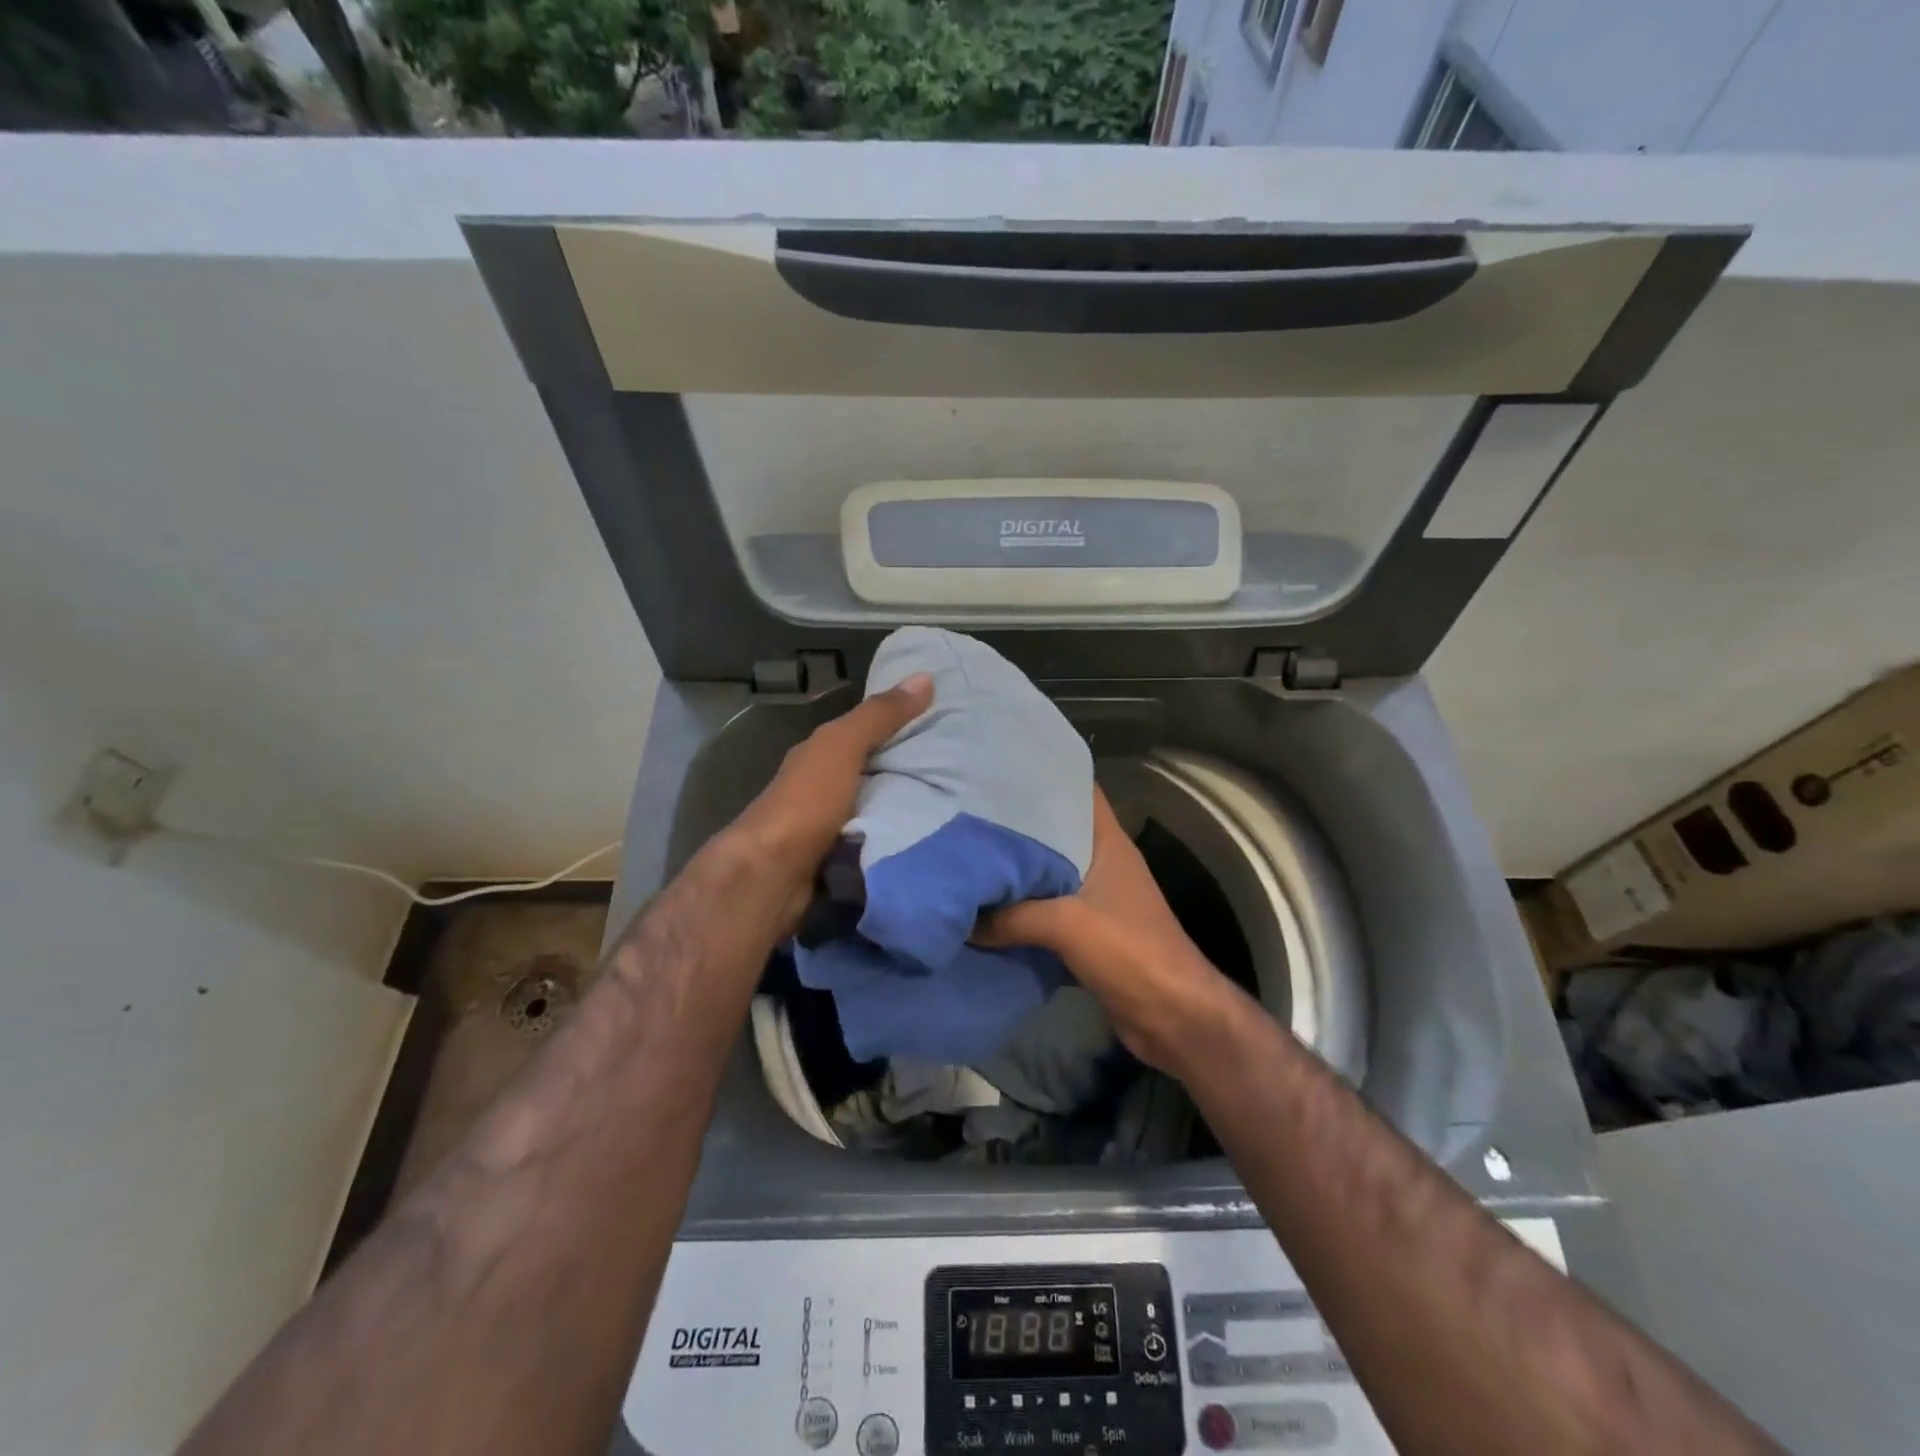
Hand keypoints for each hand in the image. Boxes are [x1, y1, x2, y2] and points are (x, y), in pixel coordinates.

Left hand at [729, 673, 932, 932]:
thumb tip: (924, 676)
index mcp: (820, 755)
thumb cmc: (806, 803)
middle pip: (873, 773)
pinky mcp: (838, 861)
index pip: (865, 732)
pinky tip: (927, 840)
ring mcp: (828, 827)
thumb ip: (879, 716)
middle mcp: (821, 787)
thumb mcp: (843, 747)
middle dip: (911, 772)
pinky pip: (876, 843)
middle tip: (962, 771)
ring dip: (905, 810)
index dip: (901, 726)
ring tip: (954, 807)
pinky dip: (896, 840)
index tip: (946, 725)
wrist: (771, 875)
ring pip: (876, 810)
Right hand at [977, 786, 1237, 1073]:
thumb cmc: (1130, 952)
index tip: (999, 768)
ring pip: (1047, 874)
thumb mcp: (1066, 924)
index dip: (1044, 775)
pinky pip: (1045, 912)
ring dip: (1015, 873)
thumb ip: (1010, 916)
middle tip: (967, 814)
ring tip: (968, 857)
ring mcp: (1096, 899)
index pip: (1078, 791)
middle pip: (1054, 833)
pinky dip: (1020, 912)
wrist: (1174, 1017)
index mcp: (1108, 842)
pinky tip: (985, 910)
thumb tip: (960, 917)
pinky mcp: (1087, 934)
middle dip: (1015, 826)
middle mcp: (1102, 863)